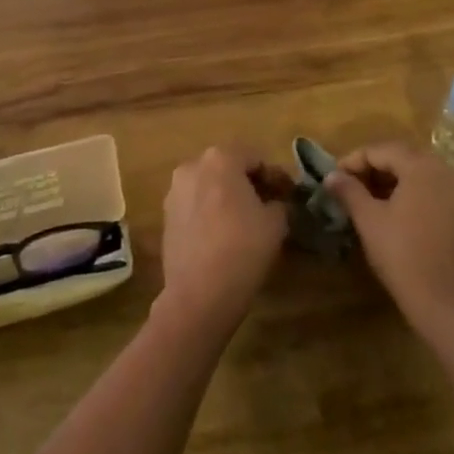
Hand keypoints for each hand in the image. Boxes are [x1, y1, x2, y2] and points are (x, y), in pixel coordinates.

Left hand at [155, 147, 292, 336]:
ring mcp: (174, 191)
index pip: (255, 158)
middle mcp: (193, 166)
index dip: (275, 176)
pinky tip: (223, 235)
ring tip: (246, 222)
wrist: (198, 295)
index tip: (288, 196)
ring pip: (209, 186)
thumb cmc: (242, 249)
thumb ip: (279, 204)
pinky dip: (210, 213)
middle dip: (249, 184)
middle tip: (269, 206)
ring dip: (227, 197)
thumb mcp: (275, 223)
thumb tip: (276, 203)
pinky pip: (195, 206)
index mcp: (221, 158)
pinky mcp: (165, 217)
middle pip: (228, 168)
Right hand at [327, 142, 453, 333]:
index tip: (335, 177)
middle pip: (405, 159)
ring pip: (423, 177)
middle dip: (375, 170)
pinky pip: (438, 195)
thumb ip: (349, 191)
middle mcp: (448, 172)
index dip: (354, 160)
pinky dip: (417, 198)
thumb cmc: (404, 258)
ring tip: (371, 203)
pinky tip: (400, 218)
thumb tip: (331, 176)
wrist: (452, 308)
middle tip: (351, 188)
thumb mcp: (370, 221)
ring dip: (396, 184)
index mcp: (423, 167)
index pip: (382, 150)